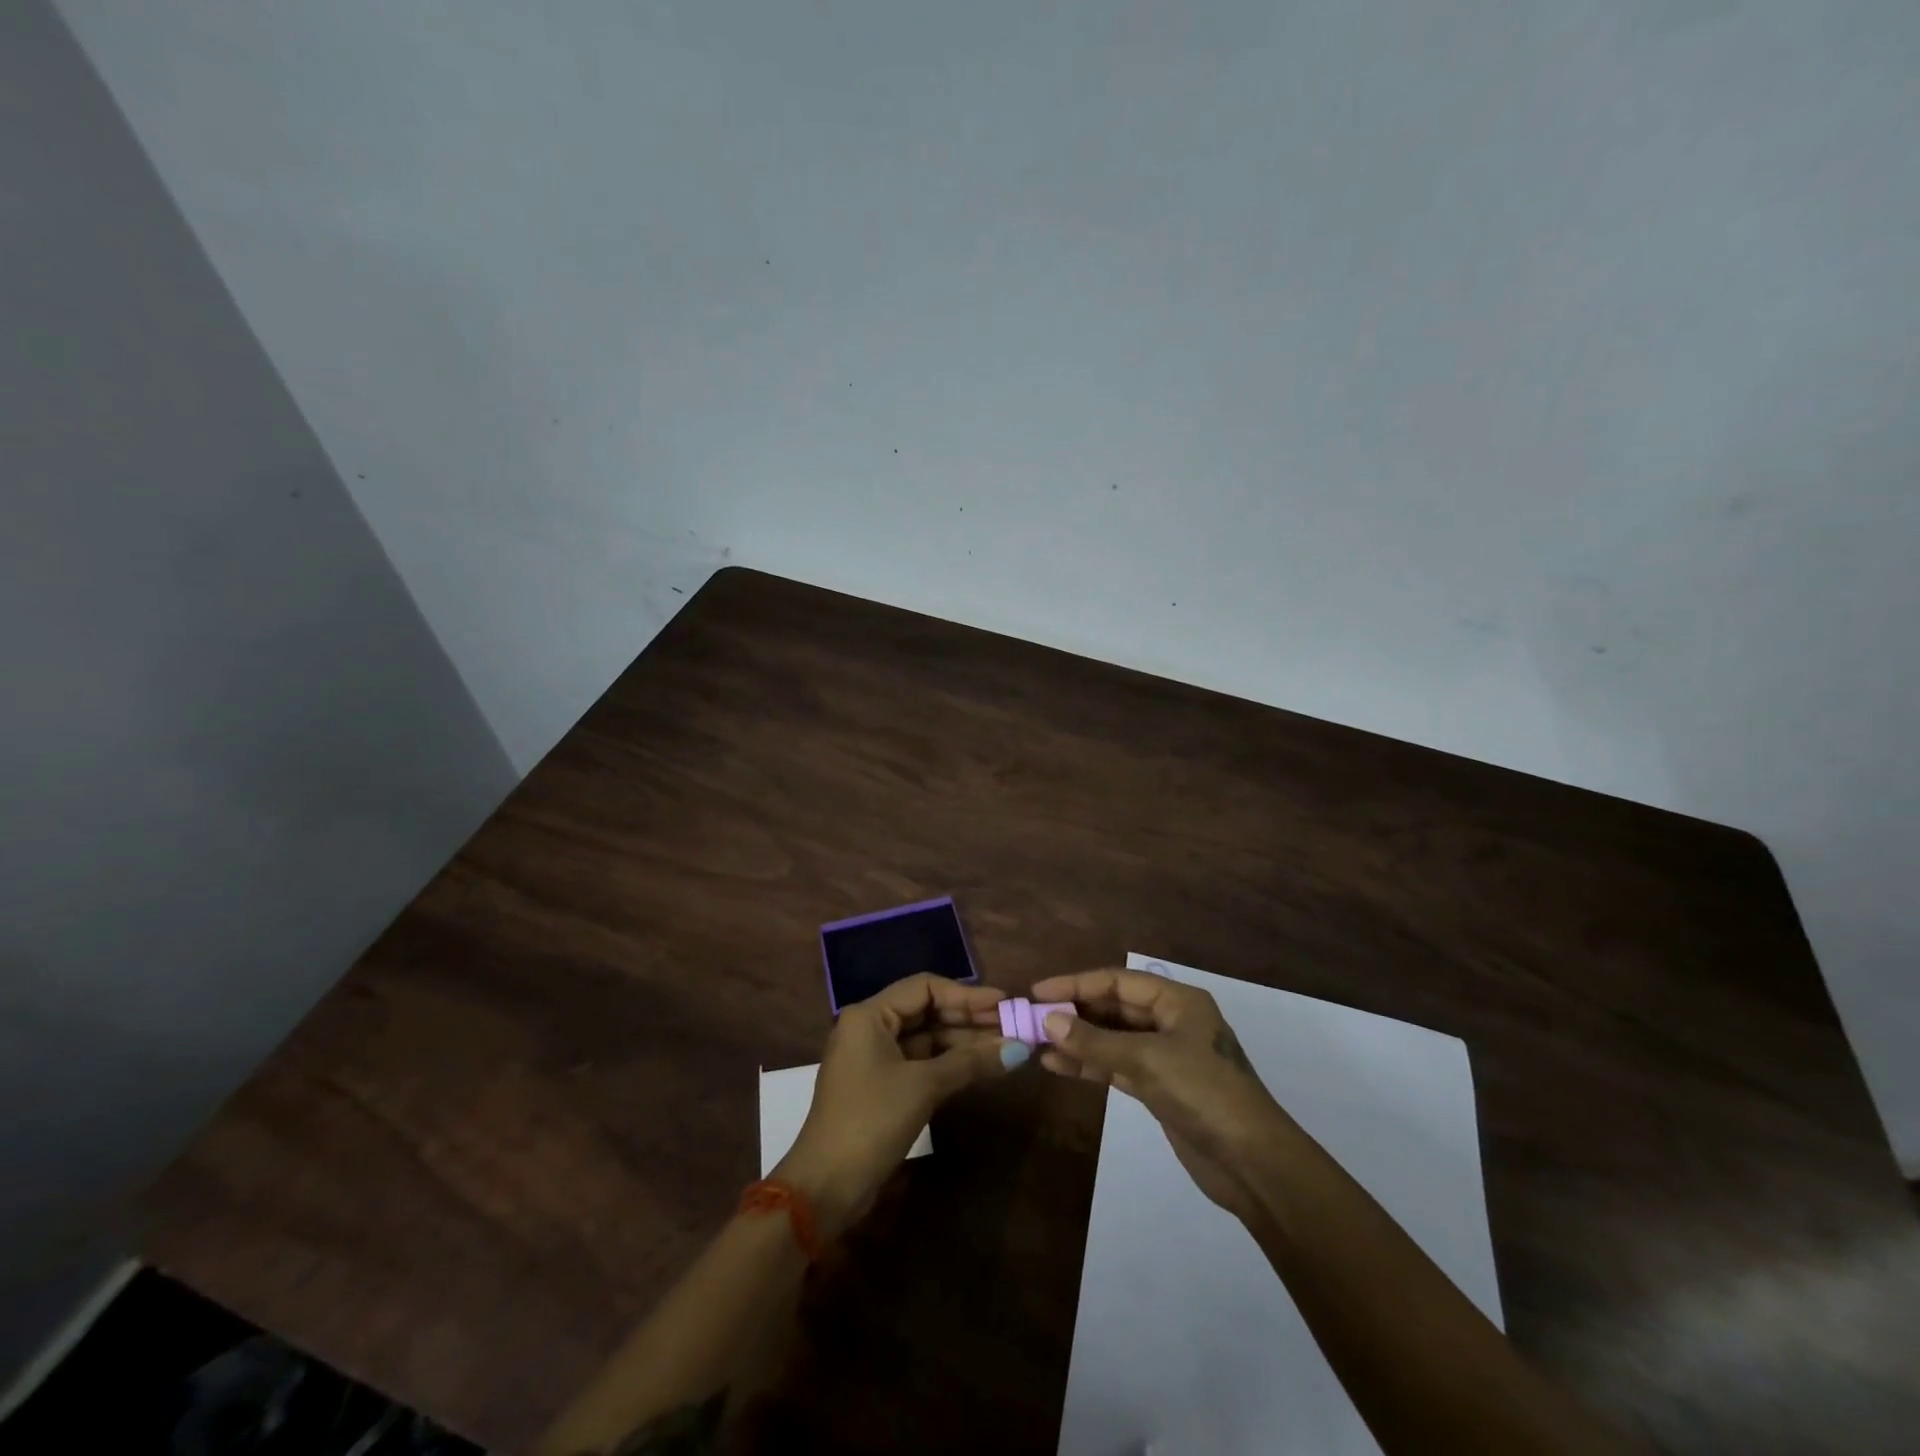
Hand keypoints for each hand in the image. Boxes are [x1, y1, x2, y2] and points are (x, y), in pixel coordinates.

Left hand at [773, 974, 1023, 1237]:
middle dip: (968, 1018)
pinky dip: (948, 1063)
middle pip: (926, 1011)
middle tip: (1010, 1024)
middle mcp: (869, 1028)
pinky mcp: (880, 1086)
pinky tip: (979, 1066)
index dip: (967, 994)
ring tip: (1005, 1045)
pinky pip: (920, 1061)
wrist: (826, 1186)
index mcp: (869, 1015)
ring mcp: (874, 1058)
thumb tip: (1018, 1049)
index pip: (925, 988)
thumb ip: (970, 1062)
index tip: (1004, 1003)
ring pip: (925, 1038)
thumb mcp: (923, 1086)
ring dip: (962, 1042)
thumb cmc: (871, 1121)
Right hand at [1030, 966, 1294, 1221]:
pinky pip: (1117, 1065)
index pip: (1117, 981)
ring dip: (1077, 1040)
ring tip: (1037, 1043)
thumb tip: (1048, 1020)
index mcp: (1178, 1001)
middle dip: (1075, 1012)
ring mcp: (1166, 1055)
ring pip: (1112, 1038)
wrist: (1253, 1163)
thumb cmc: (1205, 1094)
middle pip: (1114, 1007)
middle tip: (1032, 1019)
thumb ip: (1096, 1041)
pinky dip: (1090, 1064)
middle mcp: (1171, 1021)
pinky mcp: (1160, 1087)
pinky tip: (1059, 1066)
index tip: (1038, 991)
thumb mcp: (1147, 1060)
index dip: (1076, 984)